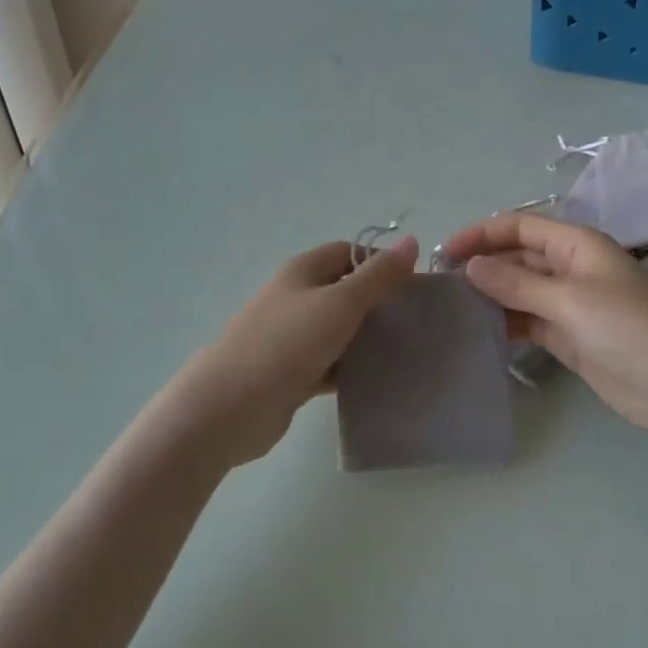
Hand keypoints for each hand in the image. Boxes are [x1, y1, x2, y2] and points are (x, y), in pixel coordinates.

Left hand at [169, 237, 418, 465]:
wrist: (230, 406)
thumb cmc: (287, 343)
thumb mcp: (340, 303)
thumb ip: (378, 276)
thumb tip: (410, 241)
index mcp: (303, 271)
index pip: (348, 252)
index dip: (381, 263)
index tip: (415, 286)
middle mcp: (296, 298)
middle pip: (345, 291)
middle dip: (379, 303)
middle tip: (417, 320)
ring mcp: (292, 338)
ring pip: (339, 330)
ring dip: (368, 339)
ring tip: (408, 351)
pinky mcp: (292, 373)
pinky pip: (331, 364)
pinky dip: (352, 370)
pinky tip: (379, 381)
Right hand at [442, 213, 647, 442]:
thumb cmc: (630, 330)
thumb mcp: (570, 300)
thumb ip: (517, 283)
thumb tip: (470, 266)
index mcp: (575, 245)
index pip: (518, 227)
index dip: (480, 234)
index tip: (444, 254)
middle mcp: (570, 268)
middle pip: (516, 258)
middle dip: (481, 266)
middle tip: (439, 286)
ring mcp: (569, 304)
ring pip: (519, 291)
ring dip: (490, 296)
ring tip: (450, 310)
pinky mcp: (569, 336)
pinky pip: (528, 321)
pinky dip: (505, 324)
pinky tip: (478, 333)